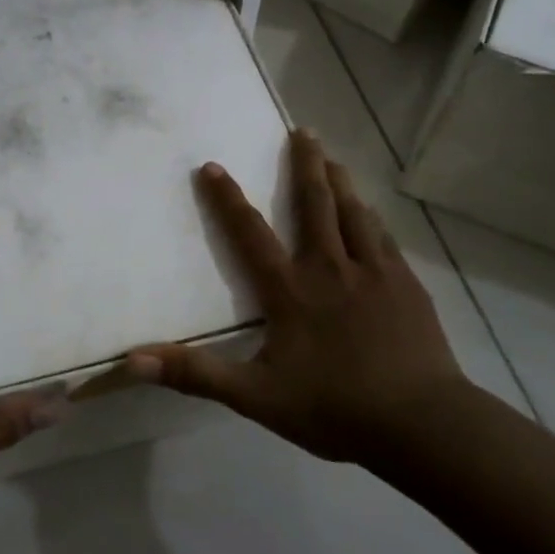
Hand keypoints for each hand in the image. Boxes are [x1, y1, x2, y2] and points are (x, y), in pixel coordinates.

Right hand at [122, 129, 467, 463]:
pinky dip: (371, 218)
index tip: (213, 166)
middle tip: (303, 130)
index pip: (249, 234)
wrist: (421, 423)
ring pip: (354, 213)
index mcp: (290, 291)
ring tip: (334, 158)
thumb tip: (133, 360)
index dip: (227, 199)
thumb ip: (196, 375)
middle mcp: (330, 269)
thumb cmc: (334, 407)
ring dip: (340, 182)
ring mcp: (373, 273)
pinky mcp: (406, 286)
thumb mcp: (255, 397)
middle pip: (314, 204)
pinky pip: (383, 238)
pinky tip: (371, 214)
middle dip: (304, 164)